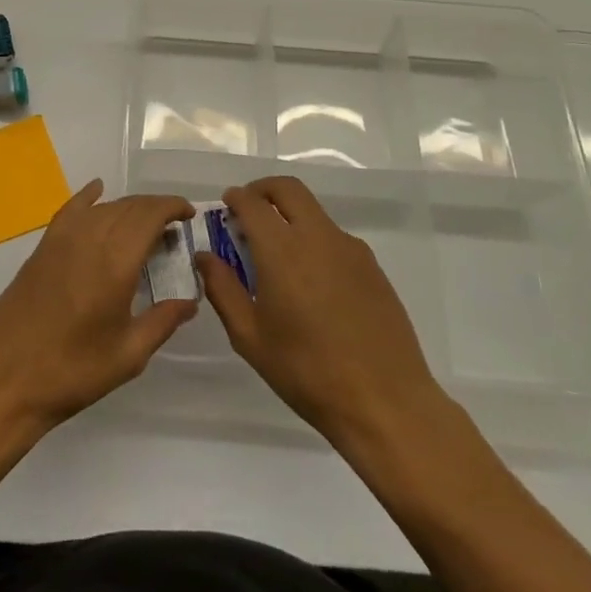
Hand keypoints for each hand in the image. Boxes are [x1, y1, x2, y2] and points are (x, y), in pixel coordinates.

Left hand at [0, 180, 196, 435]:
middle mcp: (89, 240)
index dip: (172, 207)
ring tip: (144, 225)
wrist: (4, 380)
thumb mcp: (128, 355)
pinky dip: (87, 197)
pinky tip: (96, 190)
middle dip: (154, 209)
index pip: (149, 216)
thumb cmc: (72, 372)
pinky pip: (70, 210)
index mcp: (115, 262)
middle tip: (172, 228)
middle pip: (127, 207)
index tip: (188, 215)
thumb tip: (190, 300)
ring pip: (102, 207)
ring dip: (127, 208)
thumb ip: (163, 321)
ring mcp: (60, 241)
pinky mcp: (41, 249)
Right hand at [197, 176, 452, 454]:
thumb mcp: (250, 336)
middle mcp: (318, 237)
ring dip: (290, 215)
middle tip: (248, 212)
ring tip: (277, 255)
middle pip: (288, 189)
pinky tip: (311, 282)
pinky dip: (314, 240)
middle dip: (263, 190)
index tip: (225, 208)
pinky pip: (335, 237)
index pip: (252, 202)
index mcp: (282, 250)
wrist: (385, 402)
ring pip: (314, 211)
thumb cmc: (306, 371)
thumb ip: (222, 289)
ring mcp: (350, 249)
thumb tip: (205, 257)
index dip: (235, 198)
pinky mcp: (373, 267)